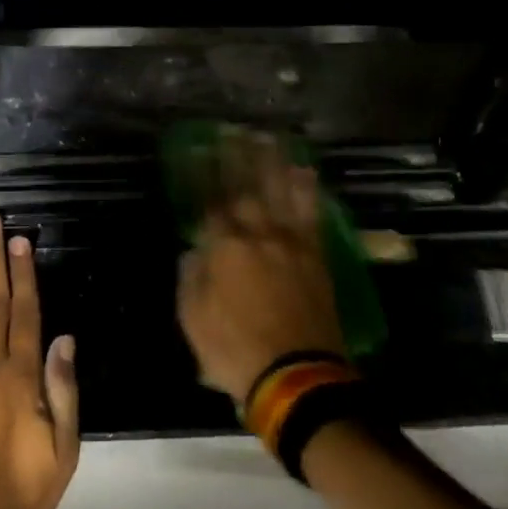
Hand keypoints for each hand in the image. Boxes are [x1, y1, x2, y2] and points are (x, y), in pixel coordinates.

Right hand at [177, 145, 345, 404]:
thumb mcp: (194, 320)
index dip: (203, 176)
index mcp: (224, 248)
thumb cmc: (236, 351)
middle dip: (236, 157)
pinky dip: (308, 190)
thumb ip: (191, 278)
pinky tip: (305, 172)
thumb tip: (193, 248)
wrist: (298, 377)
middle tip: (233, 131)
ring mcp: (291, 242)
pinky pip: (311, 213)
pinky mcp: (316, 255)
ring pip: (280, 191)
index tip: (198, 151)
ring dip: (272, 162)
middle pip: (245, 187)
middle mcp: (258, 234)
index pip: (209, 203)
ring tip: (268, 137)